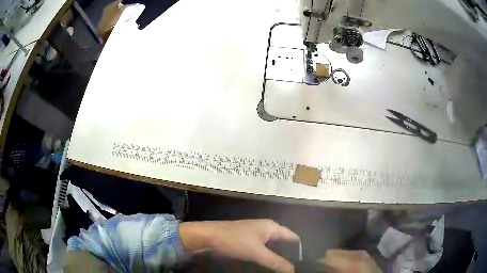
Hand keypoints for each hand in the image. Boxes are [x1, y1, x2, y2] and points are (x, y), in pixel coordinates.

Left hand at [179, 219, 299, 271]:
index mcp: (272, 227)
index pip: (292, 237)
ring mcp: (256, 235)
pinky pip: (263, 250)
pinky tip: (270, 266)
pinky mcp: (248, 242)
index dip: (299, 249)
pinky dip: (268, 257)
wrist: (209, 237)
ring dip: (278, 257)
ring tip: (284, 269)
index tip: (304, 262)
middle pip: (283, 243)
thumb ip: (276, 262)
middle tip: (294, 268)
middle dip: (289, 255)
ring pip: (273, 248)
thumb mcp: (257, 252)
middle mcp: (266, 229)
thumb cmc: (235, 241)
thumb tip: (293, 271)